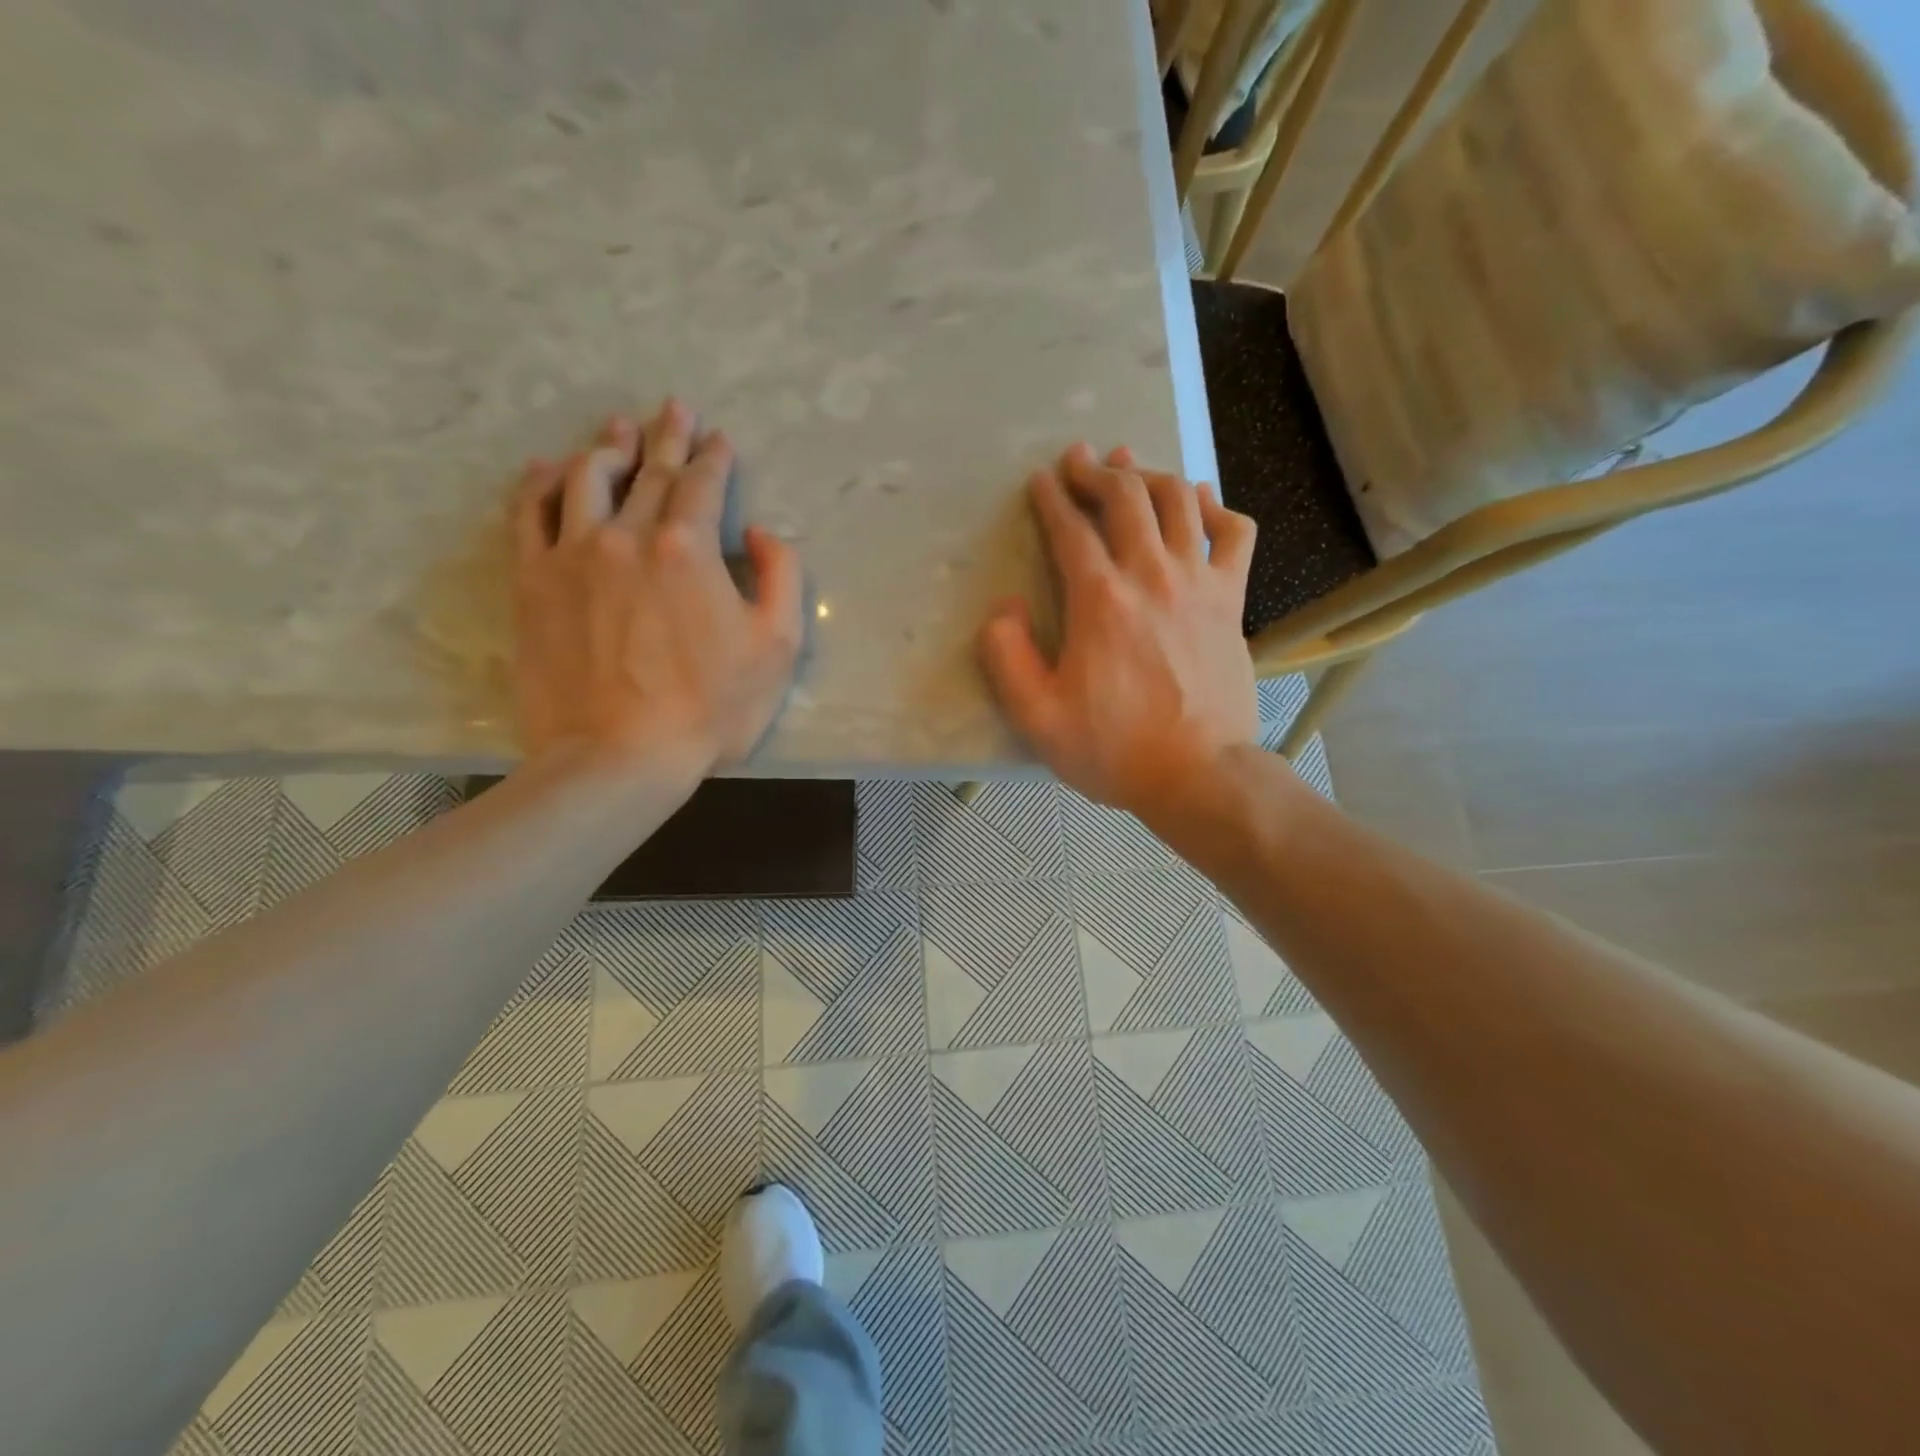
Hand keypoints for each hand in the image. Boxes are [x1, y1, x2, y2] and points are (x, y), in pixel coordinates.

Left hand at [512, 399, 803, 779]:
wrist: (619, 756)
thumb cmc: (711, 707)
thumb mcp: (778, 646)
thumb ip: (782, 577)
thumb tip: (760, 534)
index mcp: (689, 548)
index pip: (702, 484)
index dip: (714, 457)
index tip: (719, 438)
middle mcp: (627, 535)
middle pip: (648, 472)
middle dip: (667, 437)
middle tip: (674, 407)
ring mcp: (572, 555)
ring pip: (586, 479)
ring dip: (607, 448)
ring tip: (618, 430)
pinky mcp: (533, 583)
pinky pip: (528, 514)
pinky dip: (539, 484)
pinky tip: (548, 468)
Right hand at [977, 443, 1261, 820]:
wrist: (1199, 775)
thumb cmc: (1113, 750)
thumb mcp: (1036, 717)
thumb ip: (1006, 657)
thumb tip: (1005, 609)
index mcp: (1100, 600)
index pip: (1071, 529)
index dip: (1051, 499)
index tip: (1040, 481)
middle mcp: (1151, 575)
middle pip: (1126, 498)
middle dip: (1097, 472)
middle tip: (1079, 460)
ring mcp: (1199, 583)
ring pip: (1179, 501)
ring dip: (1149, 474)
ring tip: (1129, 465)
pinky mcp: (1232, 600)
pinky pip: (1234, 533)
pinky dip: (1216, 506)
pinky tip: (1199, 501)